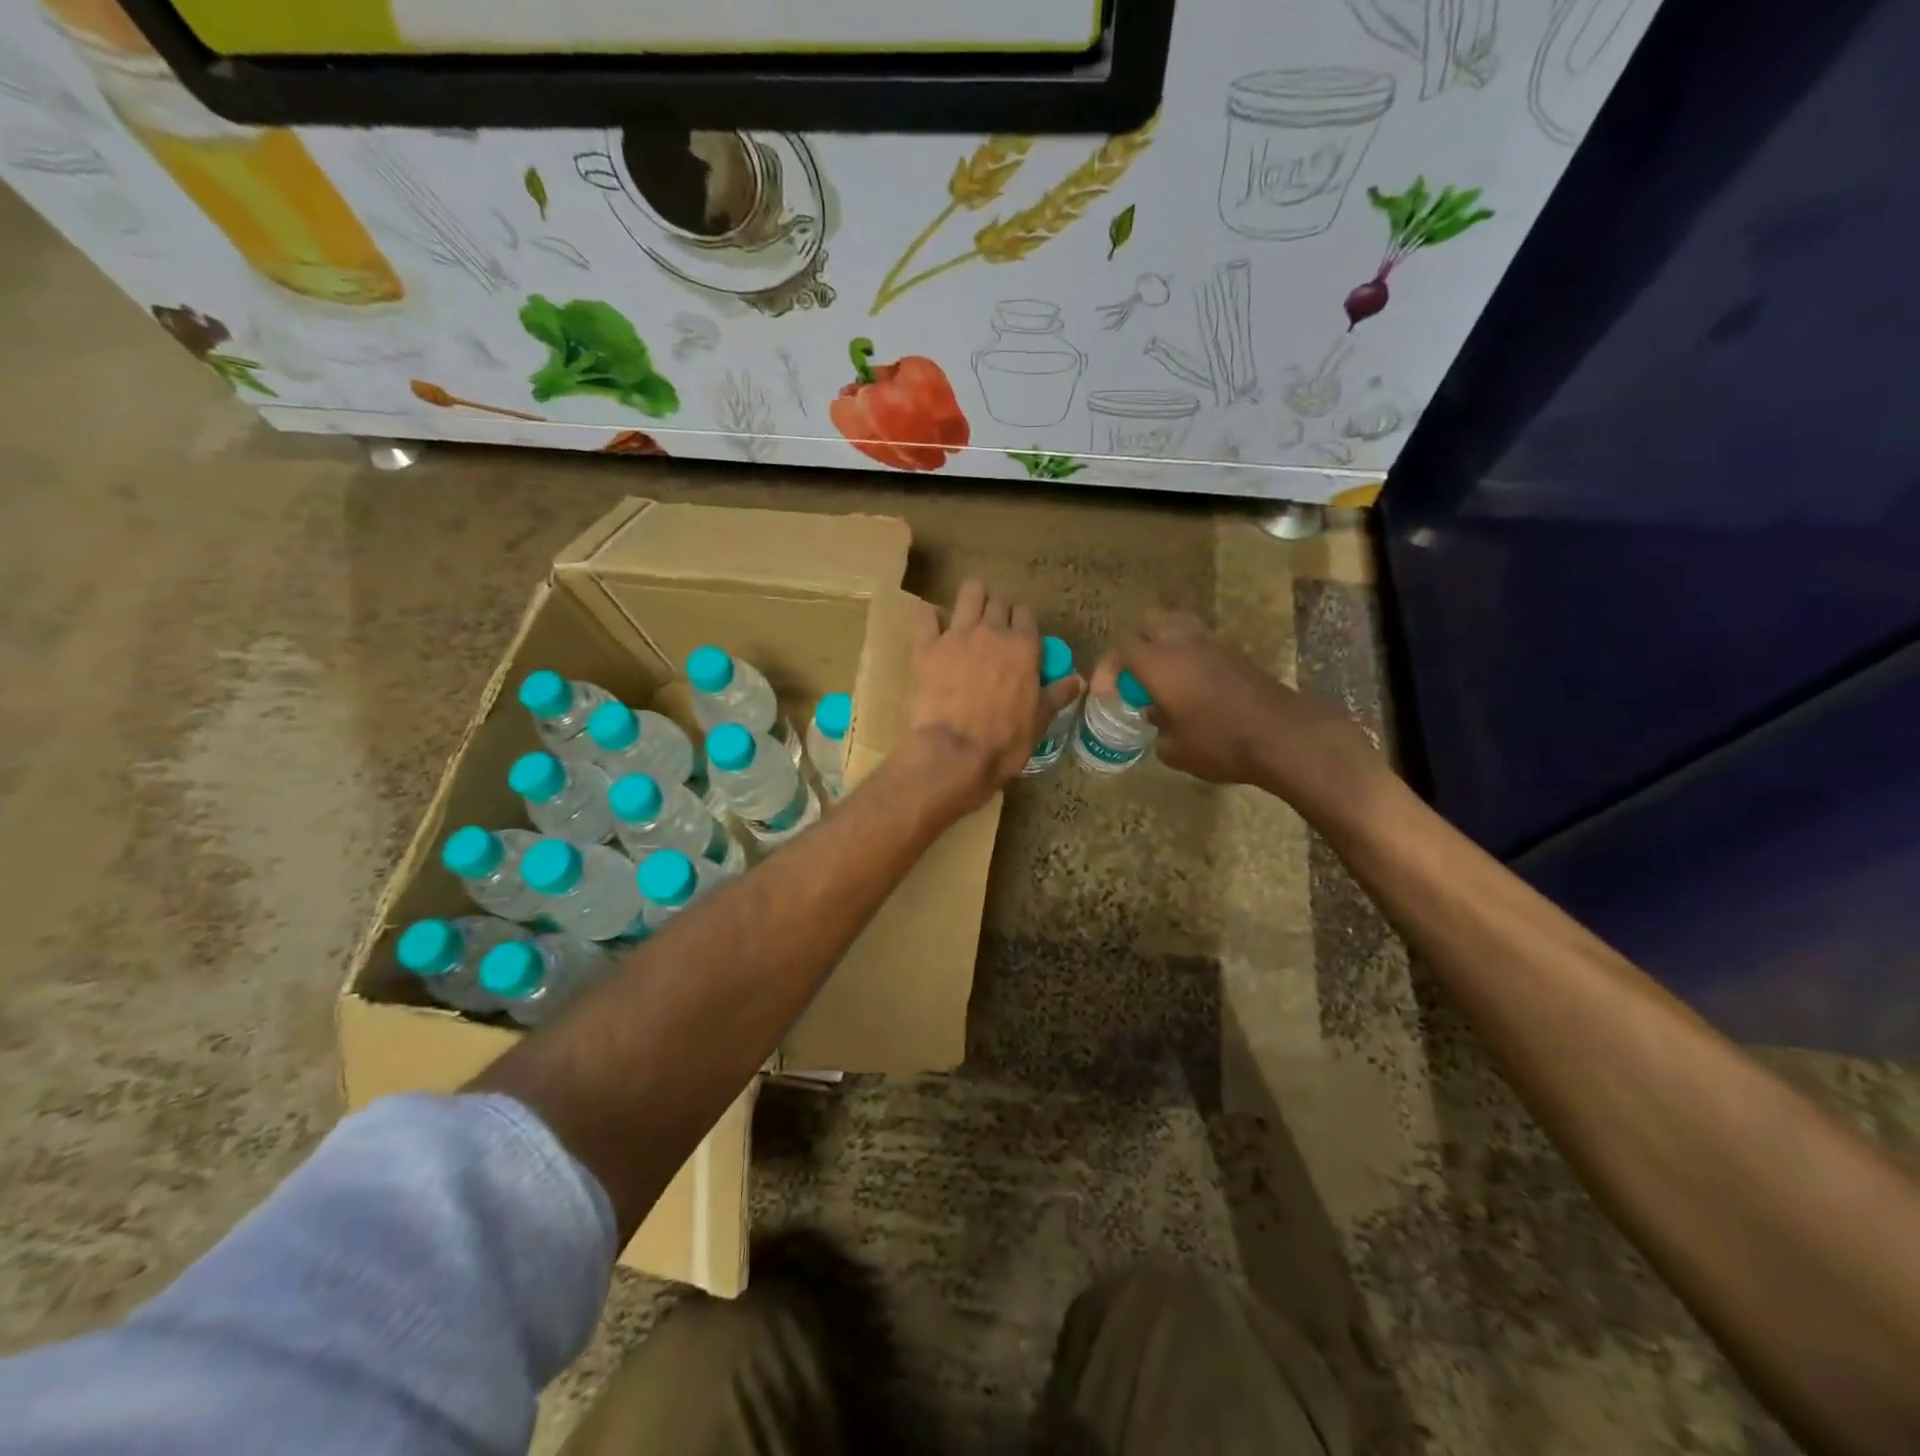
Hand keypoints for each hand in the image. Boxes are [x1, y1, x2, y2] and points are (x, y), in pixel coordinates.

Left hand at [906, 579, 1082, 810]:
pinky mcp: (926, 646)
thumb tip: (1079, 680)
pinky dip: (929, 617)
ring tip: (966, 616)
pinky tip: (931, 627)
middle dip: (996, 611)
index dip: (1021, 623)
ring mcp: (957, 634)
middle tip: (992, 631)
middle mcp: (992, 631)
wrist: (955, 753)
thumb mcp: (1039, 721)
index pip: (1026, 614)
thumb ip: (1057, 695)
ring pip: (968, 593)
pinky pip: (925, 615)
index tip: (1018, 636)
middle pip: (998, 602)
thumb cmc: (1004, 741)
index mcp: (1024, 647)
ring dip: (970, 600)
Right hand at [1097, 612, 1384, 817]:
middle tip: (1132, 674)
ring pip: (1178, 627)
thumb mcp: (1175, 750)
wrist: (1283, 736)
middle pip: (1149, 622)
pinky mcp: (1235, 656)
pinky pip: (1200, 644)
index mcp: (1160, 663)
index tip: (1104, 694)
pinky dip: (1187, 657)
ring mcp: (1213, 646)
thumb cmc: (1219, 743)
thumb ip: (1158, 731)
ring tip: (1160, 677)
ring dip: (1163, 646)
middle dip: (1134, 644)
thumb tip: (1157, 719)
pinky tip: (1190, 689)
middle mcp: (1183, 644)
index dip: (1106, 668)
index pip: (1122, 648)